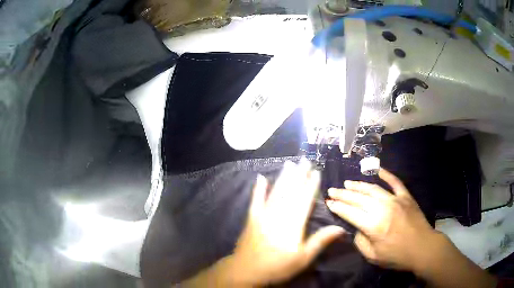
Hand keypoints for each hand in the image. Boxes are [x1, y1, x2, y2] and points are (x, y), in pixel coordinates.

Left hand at [231, 160, 344, 285]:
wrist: (246, 270)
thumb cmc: (278, 266)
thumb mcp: (303, 258)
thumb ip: (320, 241)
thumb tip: (341, 228)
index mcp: (293, 224)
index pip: (304, 200)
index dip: (311, 185)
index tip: (316, 172)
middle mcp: (278, 215)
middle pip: (291, 192)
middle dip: (299, 175)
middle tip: (304, 160)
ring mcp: (263, 215)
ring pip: (276, 192)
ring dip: (283, 178)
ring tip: (289, 164)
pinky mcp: (251, 218)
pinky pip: (255, 200)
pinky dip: (258, 189)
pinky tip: (260, 178)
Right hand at [326, 169, 437, 271]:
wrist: (422, 248)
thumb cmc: (397, 256)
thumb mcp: (373, 256)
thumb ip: (360, 242)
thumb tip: (356, 228)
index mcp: (373, 226)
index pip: (350, 213)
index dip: (338, 207)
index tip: (328, 202)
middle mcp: (382, 209)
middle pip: (359, 198)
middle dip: (343, 194)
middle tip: (332, 189)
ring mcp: (395, 200)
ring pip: (373, 189)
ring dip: (359, 185)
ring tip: (348, 183)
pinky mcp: (406, 197)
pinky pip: (395, 182)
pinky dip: (387, 175)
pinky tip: (378, 170)